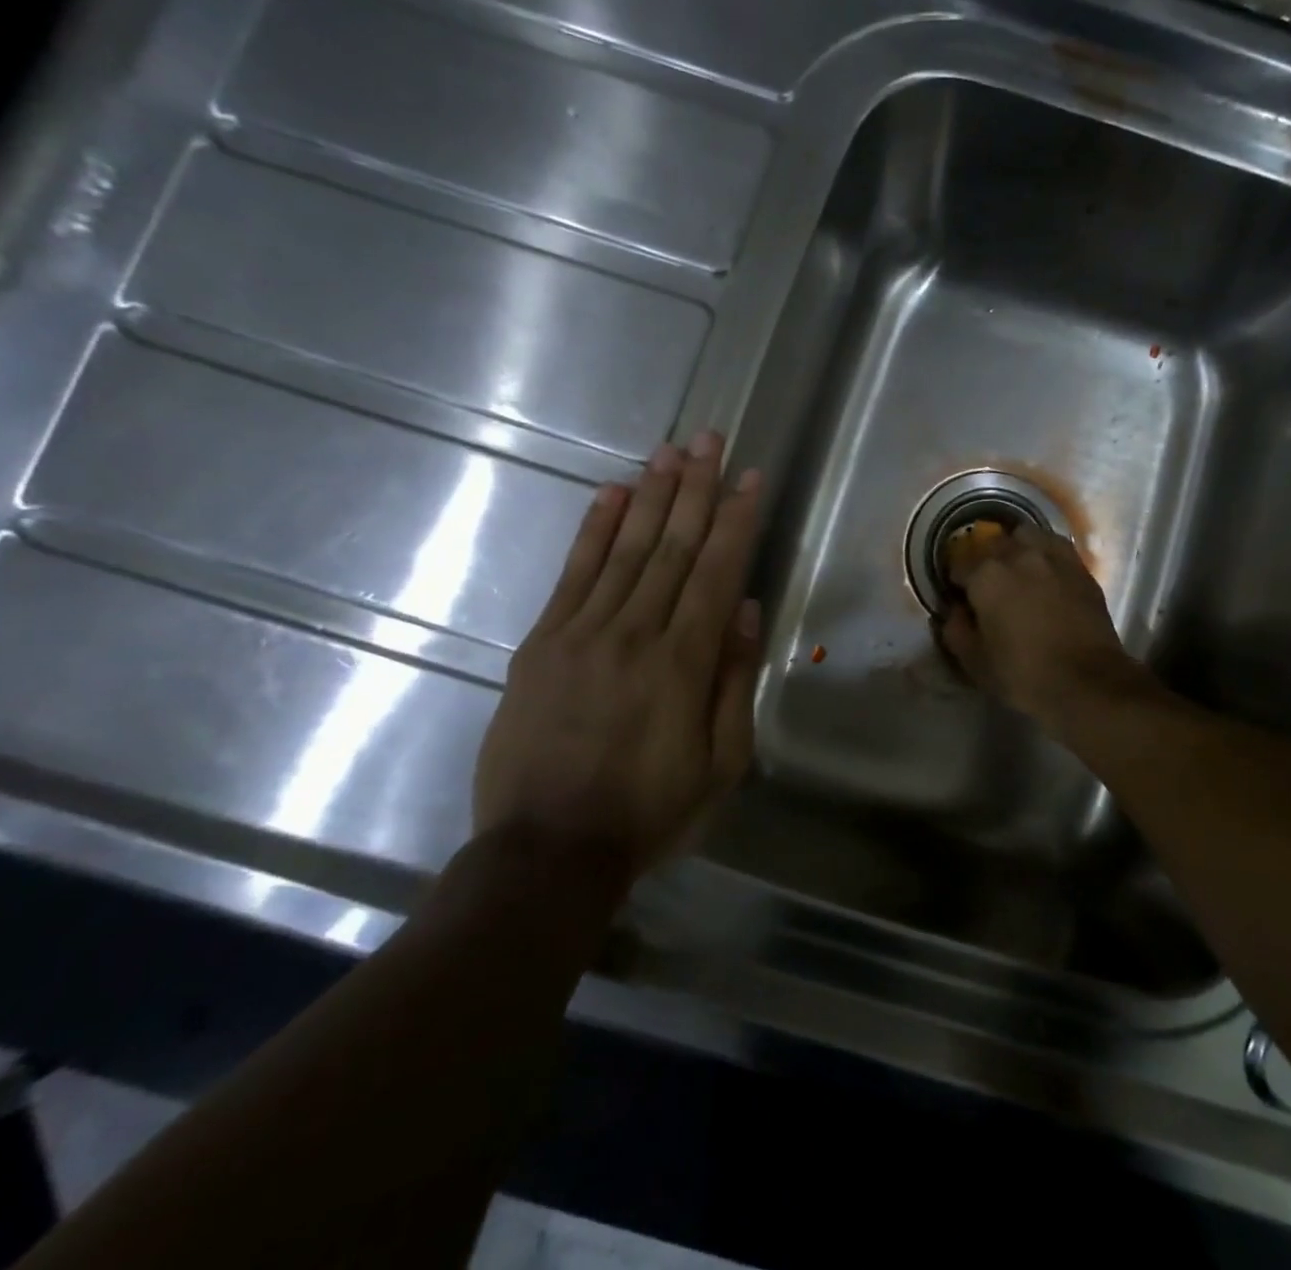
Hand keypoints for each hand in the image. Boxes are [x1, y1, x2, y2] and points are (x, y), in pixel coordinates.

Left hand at [473, 432, 762, 880]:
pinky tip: (611, 494)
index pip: (717, 572)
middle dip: (695, 488)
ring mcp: (581, 633)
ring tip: (669, 451)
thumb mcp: (721, 762)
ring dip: (650, 495)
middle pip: (671, 546)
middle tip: (709, 438)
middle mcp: (634, 633)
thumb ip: (734, 681)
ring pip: (624, 549)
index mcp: (684, 663)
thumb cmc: (650, 812)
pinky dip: (593, 530)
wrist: (546, 853)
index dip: (736, 520)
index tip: (749, 477)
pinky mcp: (540, 644)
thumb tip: (745, 610)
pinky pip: (572, 575)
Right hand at [939, 523, 1150, 733]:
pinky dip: (1045, 554)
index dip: (955, 579)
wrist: (1088, 682)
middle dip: (985, 559)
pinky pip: (1055, 547)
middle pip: (993, 543)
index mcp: (986, 576)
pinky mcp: (1080, 568)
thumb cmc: (1023, 674)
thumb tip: (955, 611)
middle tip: (987, 583)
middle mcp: (1018, 555)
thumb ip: (956, 630)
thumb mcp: (975, 662)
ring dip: (1016, 547)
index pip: (959, 563)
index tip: (958, 594)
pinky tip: (1045, 574)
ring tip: (1018, 570)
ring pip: (1027, 535)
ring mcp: (1053, 557)